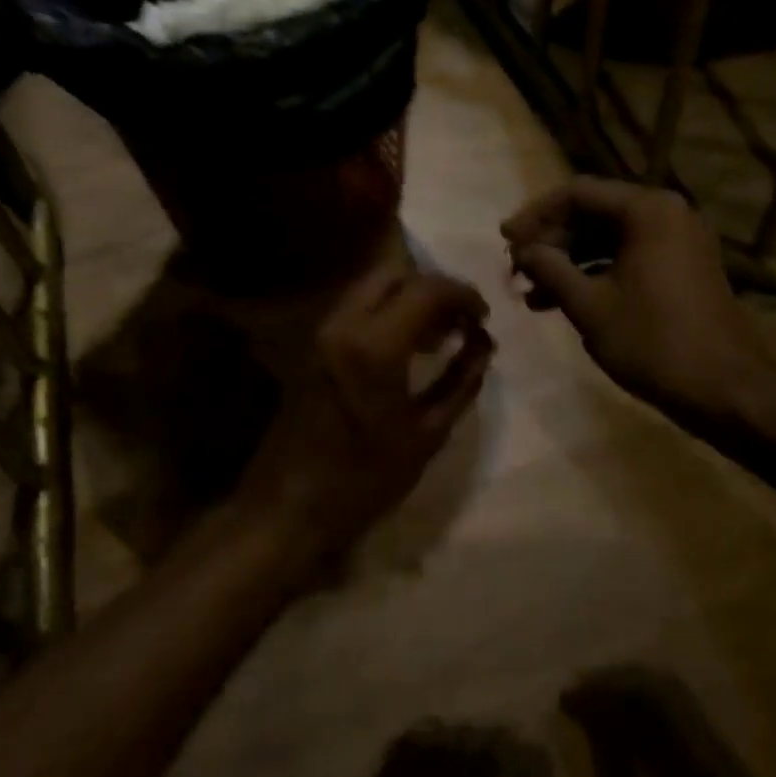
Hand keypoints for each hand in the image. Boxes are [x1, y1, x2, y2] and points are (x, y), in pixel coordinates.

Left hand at [239, 261, 493, 559]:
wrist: (292, 504)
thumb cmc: (365, 478)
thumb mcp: (428, 434)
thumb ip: (461, 381)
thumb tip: (483, 345)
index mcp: (375, 345)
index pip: (426, 289)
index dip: (463, 294)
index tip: (483, 317)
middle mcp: (344, 324)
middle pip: (394, 272)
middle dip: (433, 287)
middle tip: (459, 319)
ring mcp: (322, 330)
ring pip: (371, 284)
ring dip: (408, 295)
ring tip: (438, 333)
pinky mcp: (312, 343)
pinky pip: (356, 306)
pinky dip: (386, 309)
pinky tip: (406, 344)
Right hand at [501, 177, 775, 432]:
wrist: (726, 391)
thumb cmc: (653, 342)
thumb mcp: (589, 305)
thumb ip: (550, 268)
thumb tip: (522, 250)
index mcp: (648, 211)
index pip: (577, 193)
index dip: (535, 215)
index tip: (504, 240)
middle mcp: (667, 214)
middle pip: (593, 213)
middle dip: (551, 242)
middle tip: (517, 269)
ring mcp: (679, 241)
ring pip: (608, 238)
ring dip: (568, 262)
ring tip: (531, 293)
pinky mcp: (682, 268)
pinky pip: (628, 257)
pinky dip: (595, 274)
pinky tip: (562, 302)